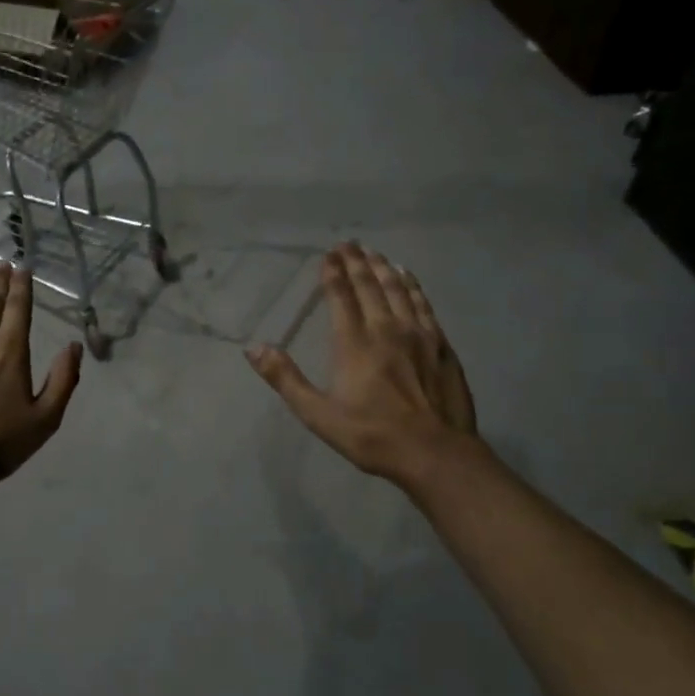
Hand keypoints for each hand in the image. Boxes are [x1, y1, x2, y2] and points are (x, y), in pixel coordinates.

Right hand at [246, 243, 478, 487]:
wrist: (434, 452)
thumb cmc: (371, 436)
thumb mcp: (318, 415)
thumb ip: (286, 379)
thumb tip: (254, 348)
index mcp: (353, 344)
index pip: (341, 298)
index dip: (332, 274)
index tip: (327, 255)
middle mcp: (385, 329)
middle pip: (370, 286)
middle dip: (356, 262)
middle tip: (348, 243)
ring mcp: (418, 334)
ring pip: (398, 290)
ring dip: (383, 268)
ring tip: (373, 252)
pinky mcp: (441, 344)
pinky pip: (423, 304)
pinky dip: (412, 286)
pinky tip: (408, 277)